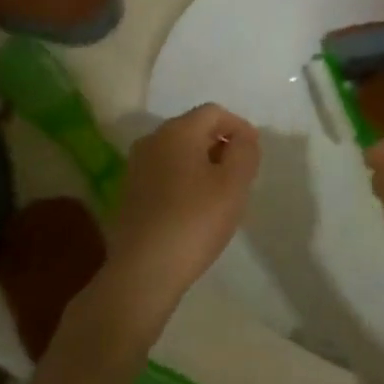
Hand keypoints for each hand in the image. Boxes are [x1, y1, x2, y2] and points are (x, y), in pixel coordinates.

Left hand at [108, 105, 259, 311]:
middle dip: (221, 146)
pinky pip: (164, 173)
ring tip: (219, 196)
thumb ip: (245, 151)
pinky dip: (183, 181)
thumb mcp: (234, 184)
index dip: (240, 127)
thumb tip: (242, 137)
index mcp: (177, 131)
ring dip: (202, 165)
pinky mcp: (129, 192)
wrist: (143, 271)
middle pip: (194, 129)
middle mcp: (152, 141)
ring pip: (178, 153)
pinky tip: (193, 210)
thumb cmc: (195, 222)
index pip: (214, 112)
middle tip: (240, 176)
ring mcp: (136, 167)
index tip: (254, 155)